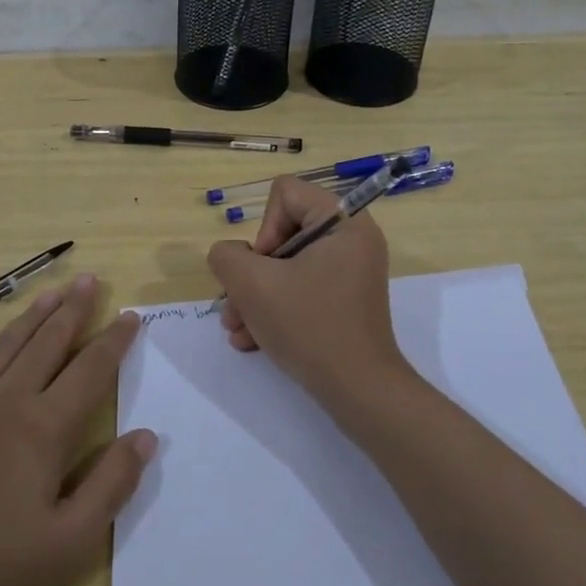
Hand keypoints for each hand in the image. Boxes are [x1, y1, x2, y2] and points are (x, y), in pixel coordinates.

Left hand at [0, 274, 154, 585]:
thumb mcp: (67, 541)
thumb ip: (112, 485)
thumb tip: (148, 436)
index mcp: (44, 427)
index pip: (90, 371)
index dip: (114, 342)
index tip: (131, 315)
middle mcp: (6, 401)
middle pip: (47, 344)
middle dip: (73, 310)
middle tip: (89, 279)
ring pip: (2, 348)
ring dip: (29, 318)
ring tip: (49, 294)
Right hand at [206, 177, 407, 402]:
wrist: (358, 391)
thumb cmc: (309, 326)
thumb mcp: (253, 285)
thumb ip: (227, 256)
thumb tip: (231, 256)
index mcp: (344, 222)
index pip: (286, 194)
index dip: (264, 228)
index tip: (263, 268)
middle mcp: (352, 240)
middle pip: (283, 233)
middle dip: (251, 273)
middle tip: (236, 305)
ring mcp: (350, 272)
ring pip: (287, 267)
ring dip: (255, 296)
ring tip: (237, 329)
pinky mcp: (344, 301)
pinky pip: (301, 290)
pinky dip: (275, 311)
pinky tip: (252, 341)